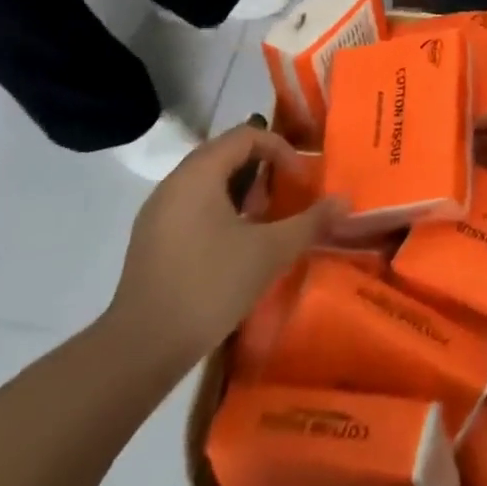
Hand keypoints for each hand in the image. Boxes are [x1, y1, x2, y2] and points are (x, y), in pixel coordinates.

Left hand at [103, 123, 339, 374]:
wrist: (140, 350)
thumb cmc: (209, 286)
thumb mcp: (269, 252)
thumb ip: (309, 221)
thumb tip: (345, 200)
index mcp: (199, 173)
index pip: (246, 135)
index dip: (281, 150)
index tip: (300, 181)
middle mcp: (174, 183)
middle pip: (226, 154)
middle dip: (262, 170)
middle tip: (284, 199)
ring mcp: (157, 212)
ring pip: (208, 182)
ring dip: (242, 192)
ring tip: (263, 224)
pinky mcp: (151, 240)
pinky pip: (192, 206)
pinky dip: (220, 212)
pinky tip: (234, 248)